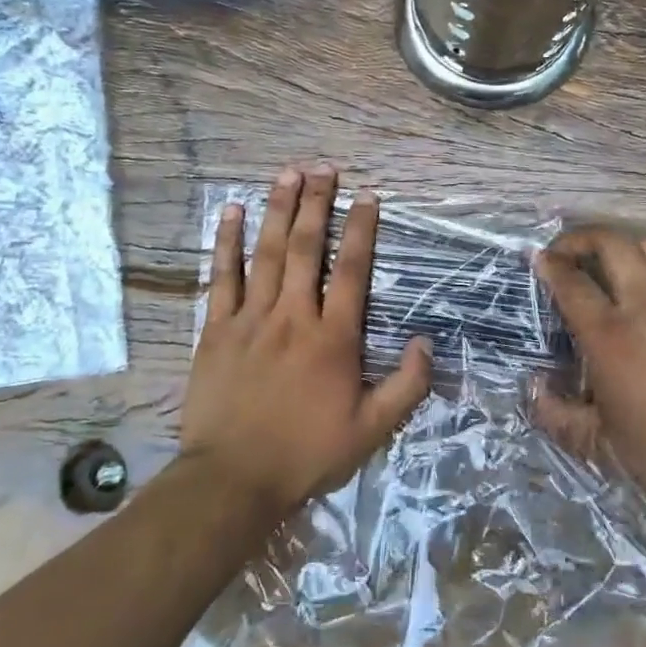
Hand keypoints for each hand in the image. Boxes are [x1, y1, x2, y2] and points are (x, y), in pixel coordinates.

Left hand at [179, 166, 432, 521]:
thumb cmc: (305, 454)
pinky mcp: (217, 329)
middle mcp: (294, 316)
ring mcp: (252, 318)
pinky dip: (227, 241)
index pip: (352, 271)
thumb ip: (406, 387)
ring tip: (288, 173)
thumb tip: (428, 343)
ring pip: (268, 252)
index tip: (368, 196)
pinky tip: (231, 211)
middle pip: (308, 248)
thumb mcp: (370, 431)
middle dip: (318, 204)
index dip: (362, 229)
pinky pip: (222, 276)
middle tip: (324, 167)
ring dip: (280, 209)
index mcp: (333, 338)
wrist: (232, 479)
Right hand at [531, 227, 645, 537]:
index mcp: (612, 338)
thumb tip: (534, 388)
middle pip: (612, 244)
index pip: (572, 283)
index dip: (549, 264)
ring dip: (620, 245)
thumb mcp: (599, 446)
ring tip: (605, 264)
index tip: (537, 259)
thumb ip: (556, 415)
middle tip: (565, 253)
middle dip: (581, 238)